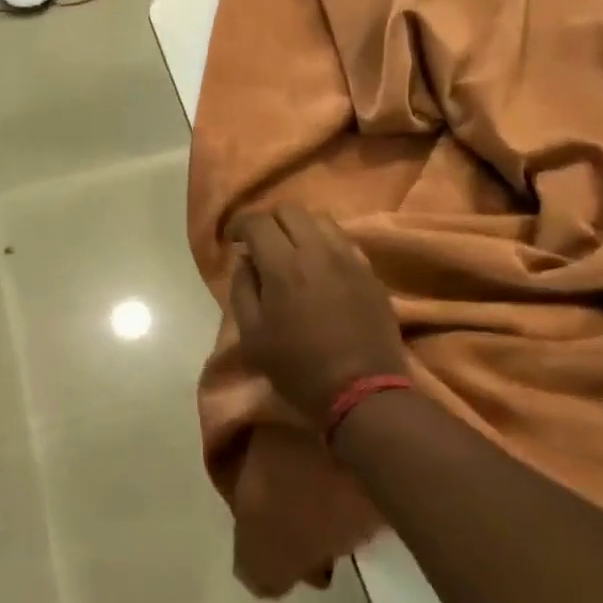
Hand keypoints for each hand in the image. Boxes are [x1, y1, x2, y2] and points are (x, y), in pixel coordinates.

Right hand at [230, 206, 411, 428]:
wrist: (364, 392)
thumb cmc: (299, 368)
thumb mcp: (253, 336)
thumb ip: (242, 289)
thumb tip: (245, 260)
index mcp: (284, 267)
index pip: (257, 221)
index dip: (239, 224)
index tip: (232, 238)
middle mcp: (318, 251)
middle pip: (290, 210)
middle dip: (269, 221)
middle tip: (260, 243)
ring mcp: (349, 259)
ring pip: (320, 220)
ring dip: (299, 228)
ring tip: (291, 251)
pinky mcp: (370, 272)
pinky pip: (343, 241)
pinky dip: (324, 243)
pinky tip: (319, 267)